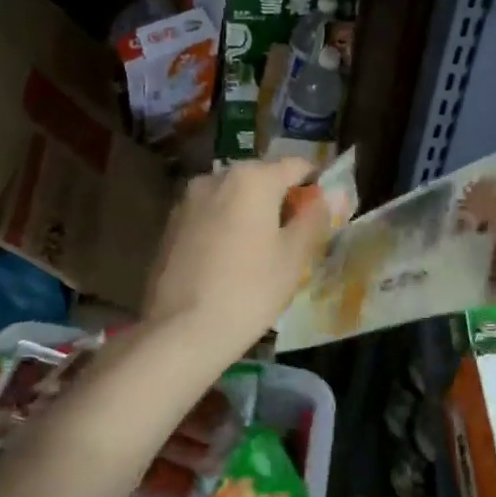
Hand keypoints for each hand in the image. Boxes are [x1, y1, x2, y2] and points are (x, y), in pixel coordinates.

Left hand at [143, 159, 333, 364]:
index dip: (315, 182)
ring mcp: (187, 200)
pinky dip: (224, 226)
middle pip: (260, 178)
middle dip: (280, 199)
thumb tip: (326, 196)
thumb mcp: (294, 257)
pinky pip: (209, 216)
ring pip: (231, 197)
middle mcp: (215, 177)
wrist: (181, 330)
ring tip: (262, 250)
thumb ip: (313, 218)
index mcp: (252, 178)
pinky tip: (230, 260)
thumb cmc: (250, 290)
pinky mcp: (169, 225)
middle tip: (296, 234)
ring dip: (250, 213)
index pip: (295, 166)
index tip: (325, 207)